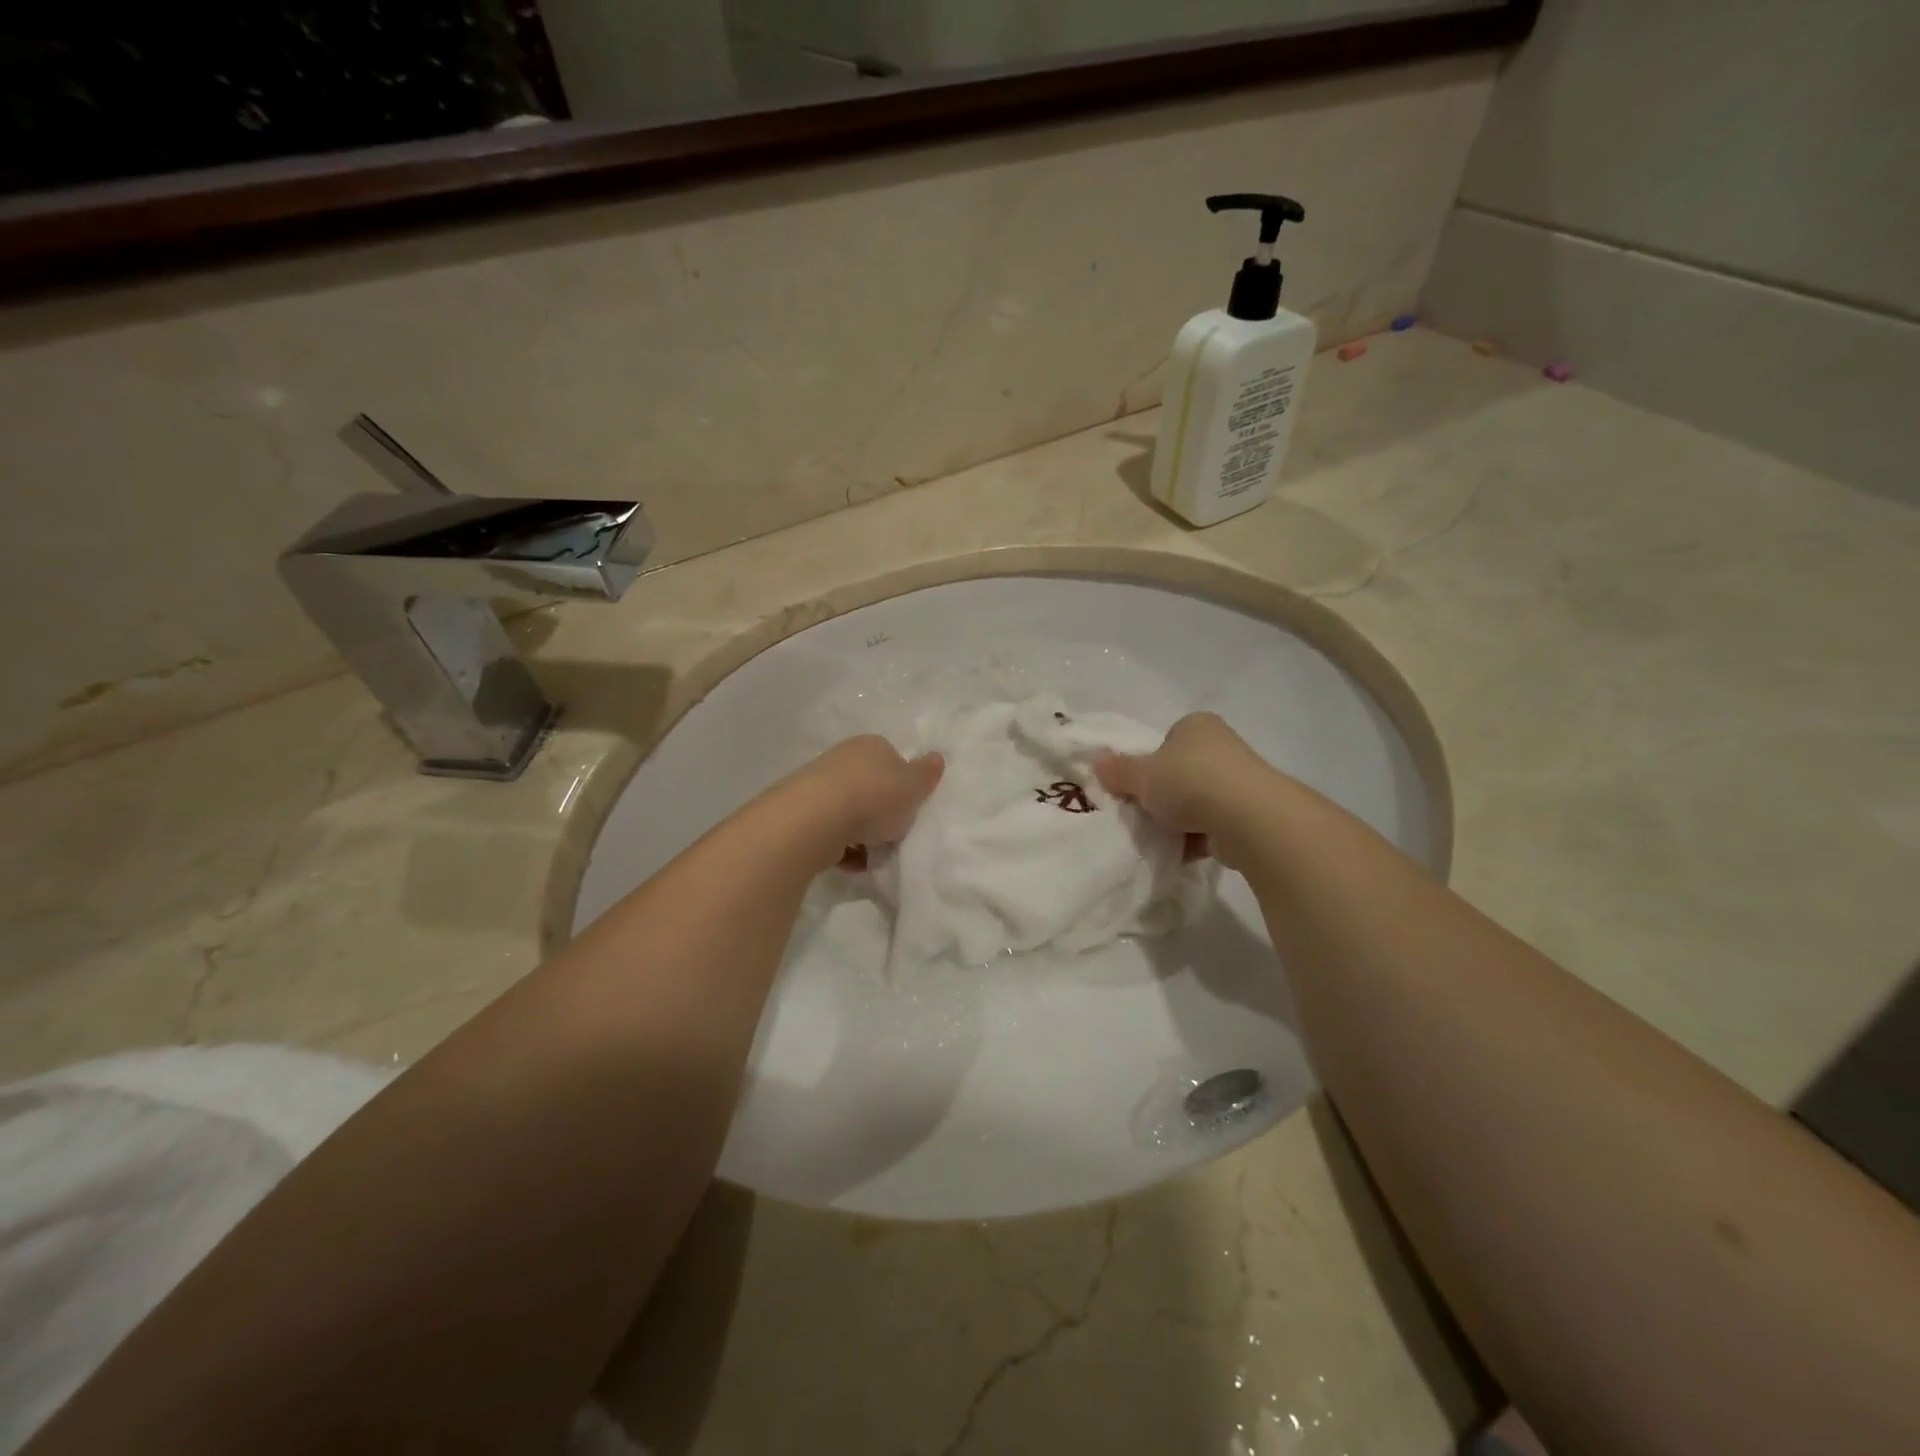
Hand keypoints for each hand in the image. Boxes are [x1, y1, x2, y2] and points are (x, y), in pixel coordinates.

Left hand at [798, 735, 943, 868]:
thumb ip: (927, 774)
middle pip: (870, 787)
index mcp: (871, 746)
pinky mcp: (803, 815)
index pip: (892, 759)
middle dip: (882, 812)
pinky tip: (854, 864)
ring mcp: (819, 787)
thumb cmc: (874, 796)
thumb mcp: (914, 786)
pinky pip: (832, 833)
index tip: (910, 807)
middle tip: (895, 833)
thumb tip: (936, 757)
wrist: (816, 819)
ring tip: (875, 855)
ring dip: (863, 834)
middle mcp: (843, 760)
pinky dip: (844, 849)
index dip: (903, 784)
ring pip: (850, 812)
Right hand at [1094, 713, 1264, 865]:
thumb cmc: (1189, 782)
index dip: (1147, 764)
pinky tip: (1180, 852)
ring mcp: (1239, 781)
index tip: (1135, 787)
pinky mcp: (1250, 814)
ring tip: (1159, 837)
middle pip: (1180, 772)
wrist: (1249, 818)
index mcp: (1196, 726)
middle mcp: (1221, 747)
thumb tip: (1097, 763)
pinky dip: (1196, 839)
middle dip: (1162, 795)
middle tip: (1142, 813)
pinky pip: (1213, 825)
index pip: (1166, 741)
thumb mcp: (1141, 775)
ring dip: (1178, 820)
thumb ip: (1118, 770)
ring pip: (1196, 801)